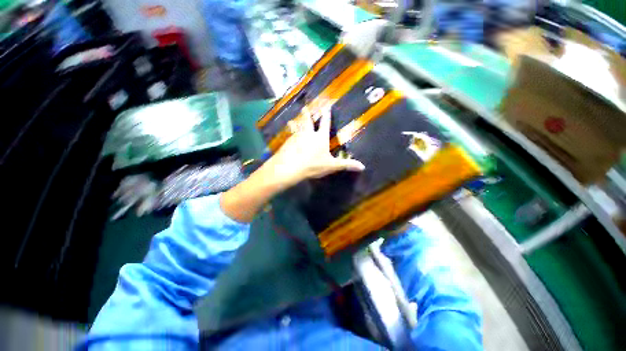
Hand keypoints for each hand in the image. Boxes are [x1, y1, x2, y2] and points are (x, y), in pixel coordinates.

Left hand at [265, 106, 364, 187]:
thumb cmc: (313, 165)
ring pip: (297, 128)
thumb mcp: (331, 166)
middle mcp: (308, 134)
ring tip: (293, 121)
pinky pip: (289, 137)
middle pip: (308, 121)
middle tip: (305, 107)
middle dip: (307, 114)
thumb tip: (362, 166)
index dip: (326, 115)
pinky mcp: (287, 142)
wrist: (290, 167)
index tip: (326, 106)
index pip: (325, 123)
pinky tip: (288, 139)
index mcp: (320, 137)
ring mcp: (296, 137)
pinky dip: (289, 136)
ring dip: (296, 123)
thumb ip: (346, 164)